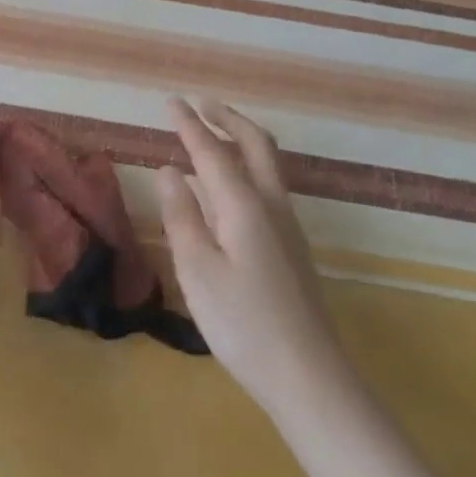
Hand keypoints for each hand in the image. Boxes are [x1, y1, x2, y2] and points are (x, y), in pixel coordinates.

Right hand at [156, 99, 347, 418]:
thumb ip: (182, 216)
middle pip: (254, 144)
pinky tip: (232, 183)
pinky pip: (270, 184)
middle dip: (227, 118)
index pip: (212, 152)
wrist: (307, 374)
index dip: (189, 125)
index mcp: (245, 206)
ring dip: (241, 137)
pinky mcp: (292, 245)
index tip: (170, 102)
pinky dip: (249, 164)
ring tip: (214, 131)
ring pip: (268, 163)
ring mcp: (288, 225)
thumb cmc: (242, 323)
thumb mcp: (197, 270)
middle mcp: (272, 205)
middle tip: (200, 103)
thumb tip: (168, 171)